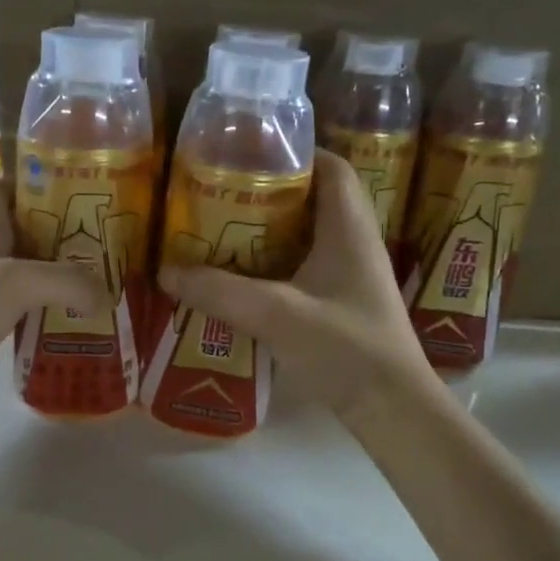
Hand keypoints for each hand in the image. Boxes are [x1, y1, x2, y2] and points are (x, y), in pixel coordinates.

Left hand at [0, 177, 109, 426]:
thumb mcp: (14, 283)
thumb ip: (65, 280)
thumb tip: (105, 295)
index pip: (6, 187)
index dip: (38, 182)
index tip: (79, 191)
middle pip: (26, 228)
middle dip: (64, 230)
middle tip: (107, 240)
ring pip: (28, 267)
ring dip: (60, 271)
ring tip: (102, 277)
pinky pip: (24, 303)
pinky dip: (49, 305)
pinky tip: (76, 317)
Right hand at [158, 150, 433, 422]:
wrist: (392, 408)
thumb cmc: (346, 349)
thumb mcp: (276, 315)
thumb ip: (220, 291)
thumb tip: (166, 271)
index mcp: (349, 228)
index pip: (332, 167)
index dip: (296, 152)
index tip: (249, 155)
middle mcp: (355, 243)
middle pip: (315, 199)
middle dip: (270, 193)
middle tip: (223, 195)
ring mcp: (352, 275)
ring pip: (308, 235)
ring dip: (271, 231)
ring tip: (223, 231)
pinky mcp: (344, 303)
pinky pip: (306, 266)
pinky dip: (276, 264)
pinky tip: (243, 278)